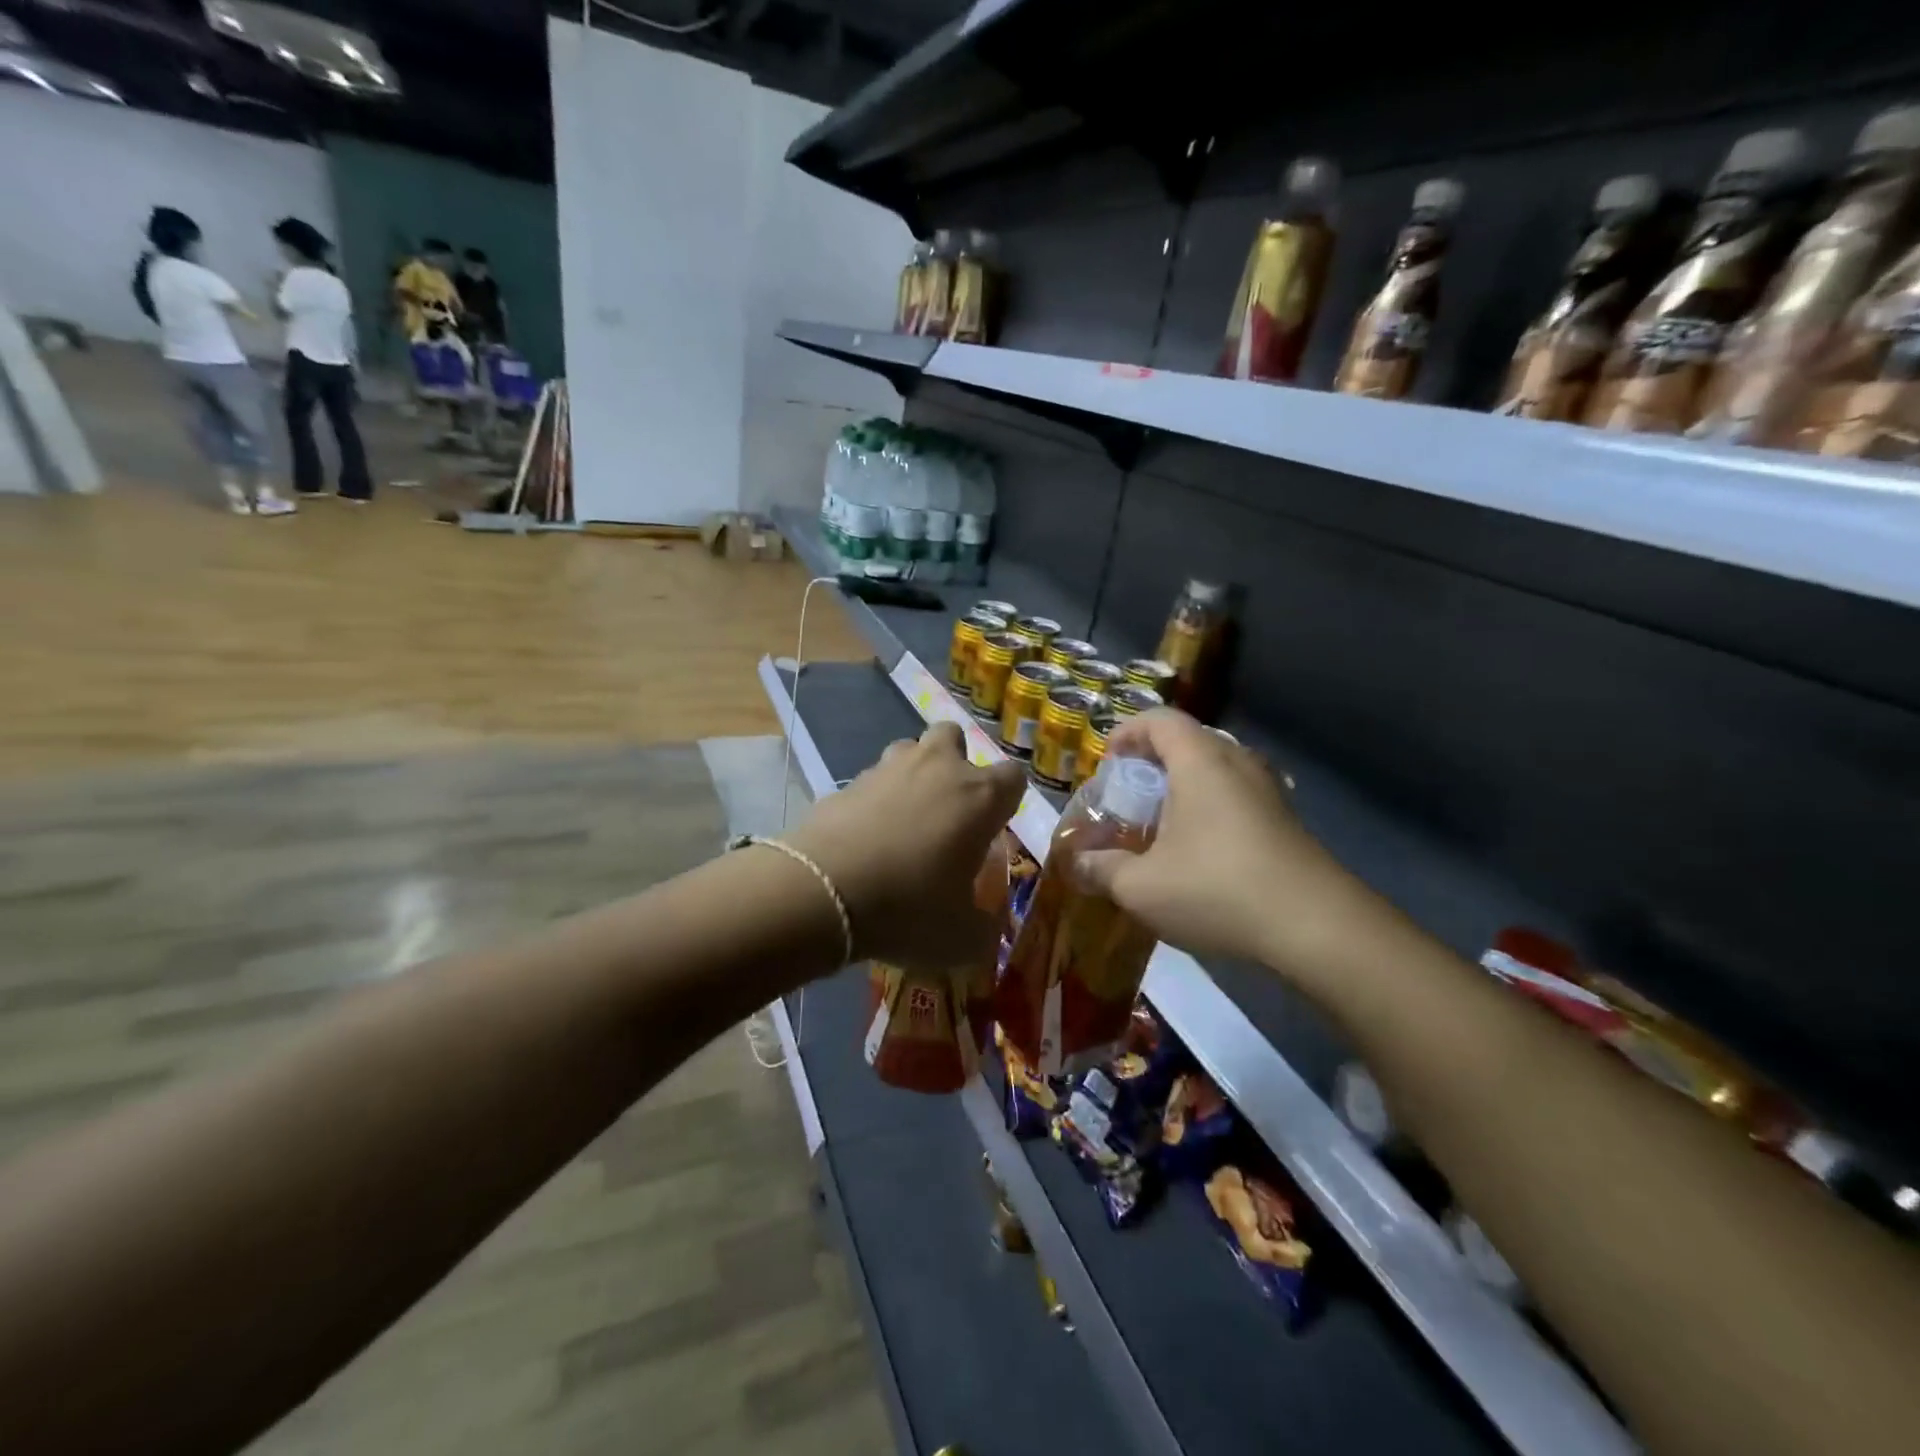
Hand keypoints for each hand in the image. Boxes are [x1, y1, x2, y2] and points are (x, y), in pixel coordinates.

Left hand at [787, 722, 1025, 973]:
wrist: (822, 893)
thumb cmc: (908, 908)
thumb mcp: (961, 938)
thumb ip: (984, 929)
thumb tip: (987, 929)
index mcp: (979, 797)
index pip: (1013, 777)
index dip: (1007, 800)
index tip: (994, 827)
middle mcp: (937, 768)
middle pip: (954, 736)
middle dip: (955, 761)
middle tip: (948, 807)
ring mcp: (887, 769)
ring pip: (908, 749)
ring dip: (913, 774)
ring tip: (905, 817)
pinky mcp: (846, 782)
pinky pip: (870, 781)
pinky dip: (873, 800)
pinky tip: (865, 837)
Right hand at [1072, 710, 1367, 976]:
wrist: (1316, 927)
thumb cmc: (1217, 890)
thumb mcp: (1141, 887)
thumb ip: (1102, 870)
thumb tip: (1078, 864)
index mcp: (1200, 761)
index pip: (1159, 720)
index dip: (1128, 732)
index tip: (1108, 761)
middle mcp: (1237, 763)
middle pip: (1189, 740)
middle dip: (1153, 760)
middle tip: (1130, 794)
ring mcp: (1268, 790)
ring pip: (1217, 768)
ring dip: (1185, 785)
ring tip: (1162, 822)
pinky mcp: (1286, 820)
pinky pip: (1238, 795)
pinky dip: (1211, 806)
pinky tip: (1201, 850)